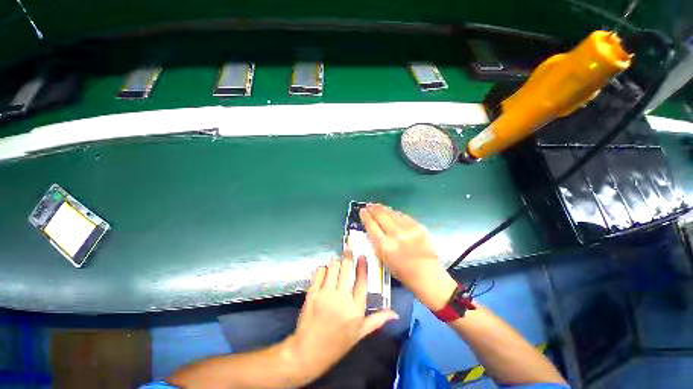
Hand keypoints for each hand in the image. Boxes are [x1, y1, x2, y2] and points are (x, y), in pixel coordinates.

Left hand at [283, 251, 397, 384]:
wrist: (308, 352)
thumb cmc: (337, 344)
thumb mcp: (360, 334)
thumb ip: (378, 320)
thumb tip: (395, 314)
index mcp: (356, 309)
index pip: (362, 280)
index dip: (362, 265)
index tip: (361, 256)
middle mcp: (342, 299)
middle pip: (346, 268)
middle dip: (348, 256)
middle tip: (348, 250)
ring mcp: (325, 295)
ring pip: (333, 266)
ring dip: (336, 262)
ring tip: (338, 263)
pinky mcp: (312, 293)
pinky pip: (320, 272)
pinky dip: (324, 269)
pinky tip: (326, 272)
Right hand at [360, 204, 456, 310]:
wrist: (427, 274)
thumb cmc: (402, 271)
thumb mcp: (384, 258)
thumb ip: (378, 241)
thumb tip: (374, 226)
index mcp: (384, 246)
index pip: (371, 225)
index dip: (366, 216)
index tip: (362, 211)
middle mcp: (395, 234)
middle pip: (381, 216)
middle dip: (373, 209)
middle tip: (369, 205)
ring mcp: (408, 229)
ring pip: (392, 213)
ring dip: (383, 208)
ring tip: (378, 206)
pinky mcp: (418, 226)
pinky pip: (403, 216)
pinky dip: (395, 213)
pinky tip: (392, 212)